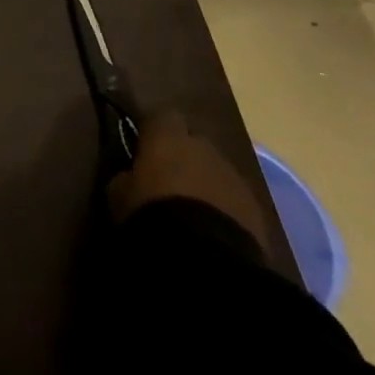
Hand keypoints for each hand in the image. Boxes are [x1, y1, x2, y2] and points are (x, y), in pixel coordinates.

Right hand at [106, 110, 268, 248]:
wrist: (205, 257)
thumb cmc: (152, 214)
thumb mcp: (119, 194)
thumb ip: (125, 177)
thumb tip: (129, 175)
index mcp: (168, 136)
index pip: (161, 117)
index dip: (154, 132)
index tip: (144, 149)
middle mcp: (203, 147)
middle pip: (193, 143)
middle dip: (183, 158)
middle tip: (168, 183)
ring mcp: (234, 176)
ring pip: (216, 171)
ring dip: (205, 184)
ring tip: (192, 213)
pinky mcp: (256, 208)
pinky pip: (234, 199)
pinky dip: (224, 208)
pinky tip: (213, 232)